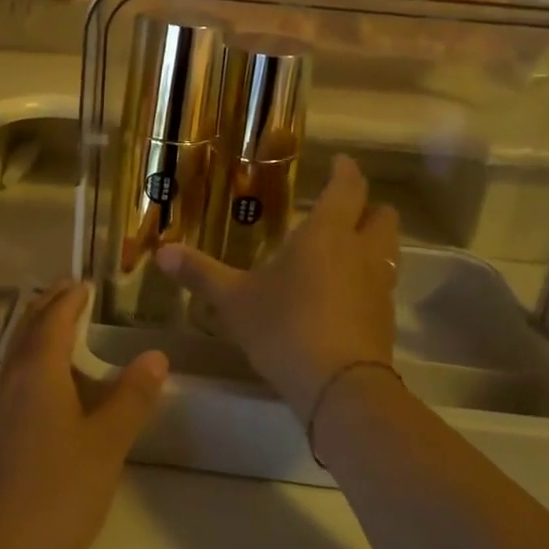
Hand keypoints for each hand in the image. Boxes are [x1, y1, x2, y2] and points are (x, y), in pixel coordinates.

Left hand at [0, 282, 167, 548]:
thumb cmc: (57, 492)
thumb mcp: (107, 443)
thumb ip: (131, 397)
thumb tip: (156, 355)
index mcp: (38, 372)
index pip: (54, 320)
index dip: (70, 299)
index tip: (83, 282)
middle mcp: (11, 382)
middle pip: (28, 331)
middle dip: (48, 307)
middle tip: (67, 290)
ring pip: (16, 357)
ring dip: (37, 335)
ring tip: (58, 329)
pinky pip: (13, 382)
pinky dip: (31, 366)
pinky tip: (44, 389)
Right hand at [157, 155, 398, 421]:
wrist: (339, 387)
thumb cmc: (285, 326)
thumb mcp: (234, 300)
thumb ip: (201, 273)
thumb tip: (161, 251)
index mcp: (328, 234)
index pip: (348, 188)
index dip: (347, 171)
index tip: (342, 161)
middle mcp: (362, 252)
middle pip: (383, 216)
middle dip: (368, 207)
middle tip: (343, 210)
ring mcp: (379, 288)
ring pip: (387, 252)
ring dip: (371, 244)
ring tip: (341, 251)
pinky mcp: (384, 321)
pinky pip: (381, 287)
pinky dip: (366, 281)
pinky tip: (341, 296)